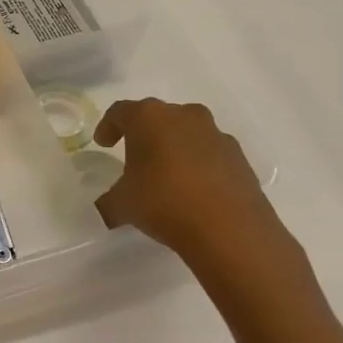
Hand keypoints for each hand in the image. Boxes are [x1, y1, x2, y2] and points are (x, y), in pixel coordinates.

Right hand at [92, 98, 303, 287]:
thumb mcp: (123, 205)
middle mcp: (183, 115)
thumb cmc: (164, 203)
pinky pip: (210, 152)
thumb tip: (106, 208)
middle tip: (134, 157)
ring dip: (174, 147)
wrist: (230, 230)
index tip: (103, 144)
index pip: (119, 112)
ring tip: (167, 174)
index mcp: (148, 117)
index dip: (108, 127)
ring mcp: (215, 134)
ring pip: (186, 132)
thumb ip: (109, 201)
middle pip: (156, 117)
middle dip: (143, 134)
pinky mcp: (239, 156)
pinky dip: (199, 164)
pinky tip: (195, 190)